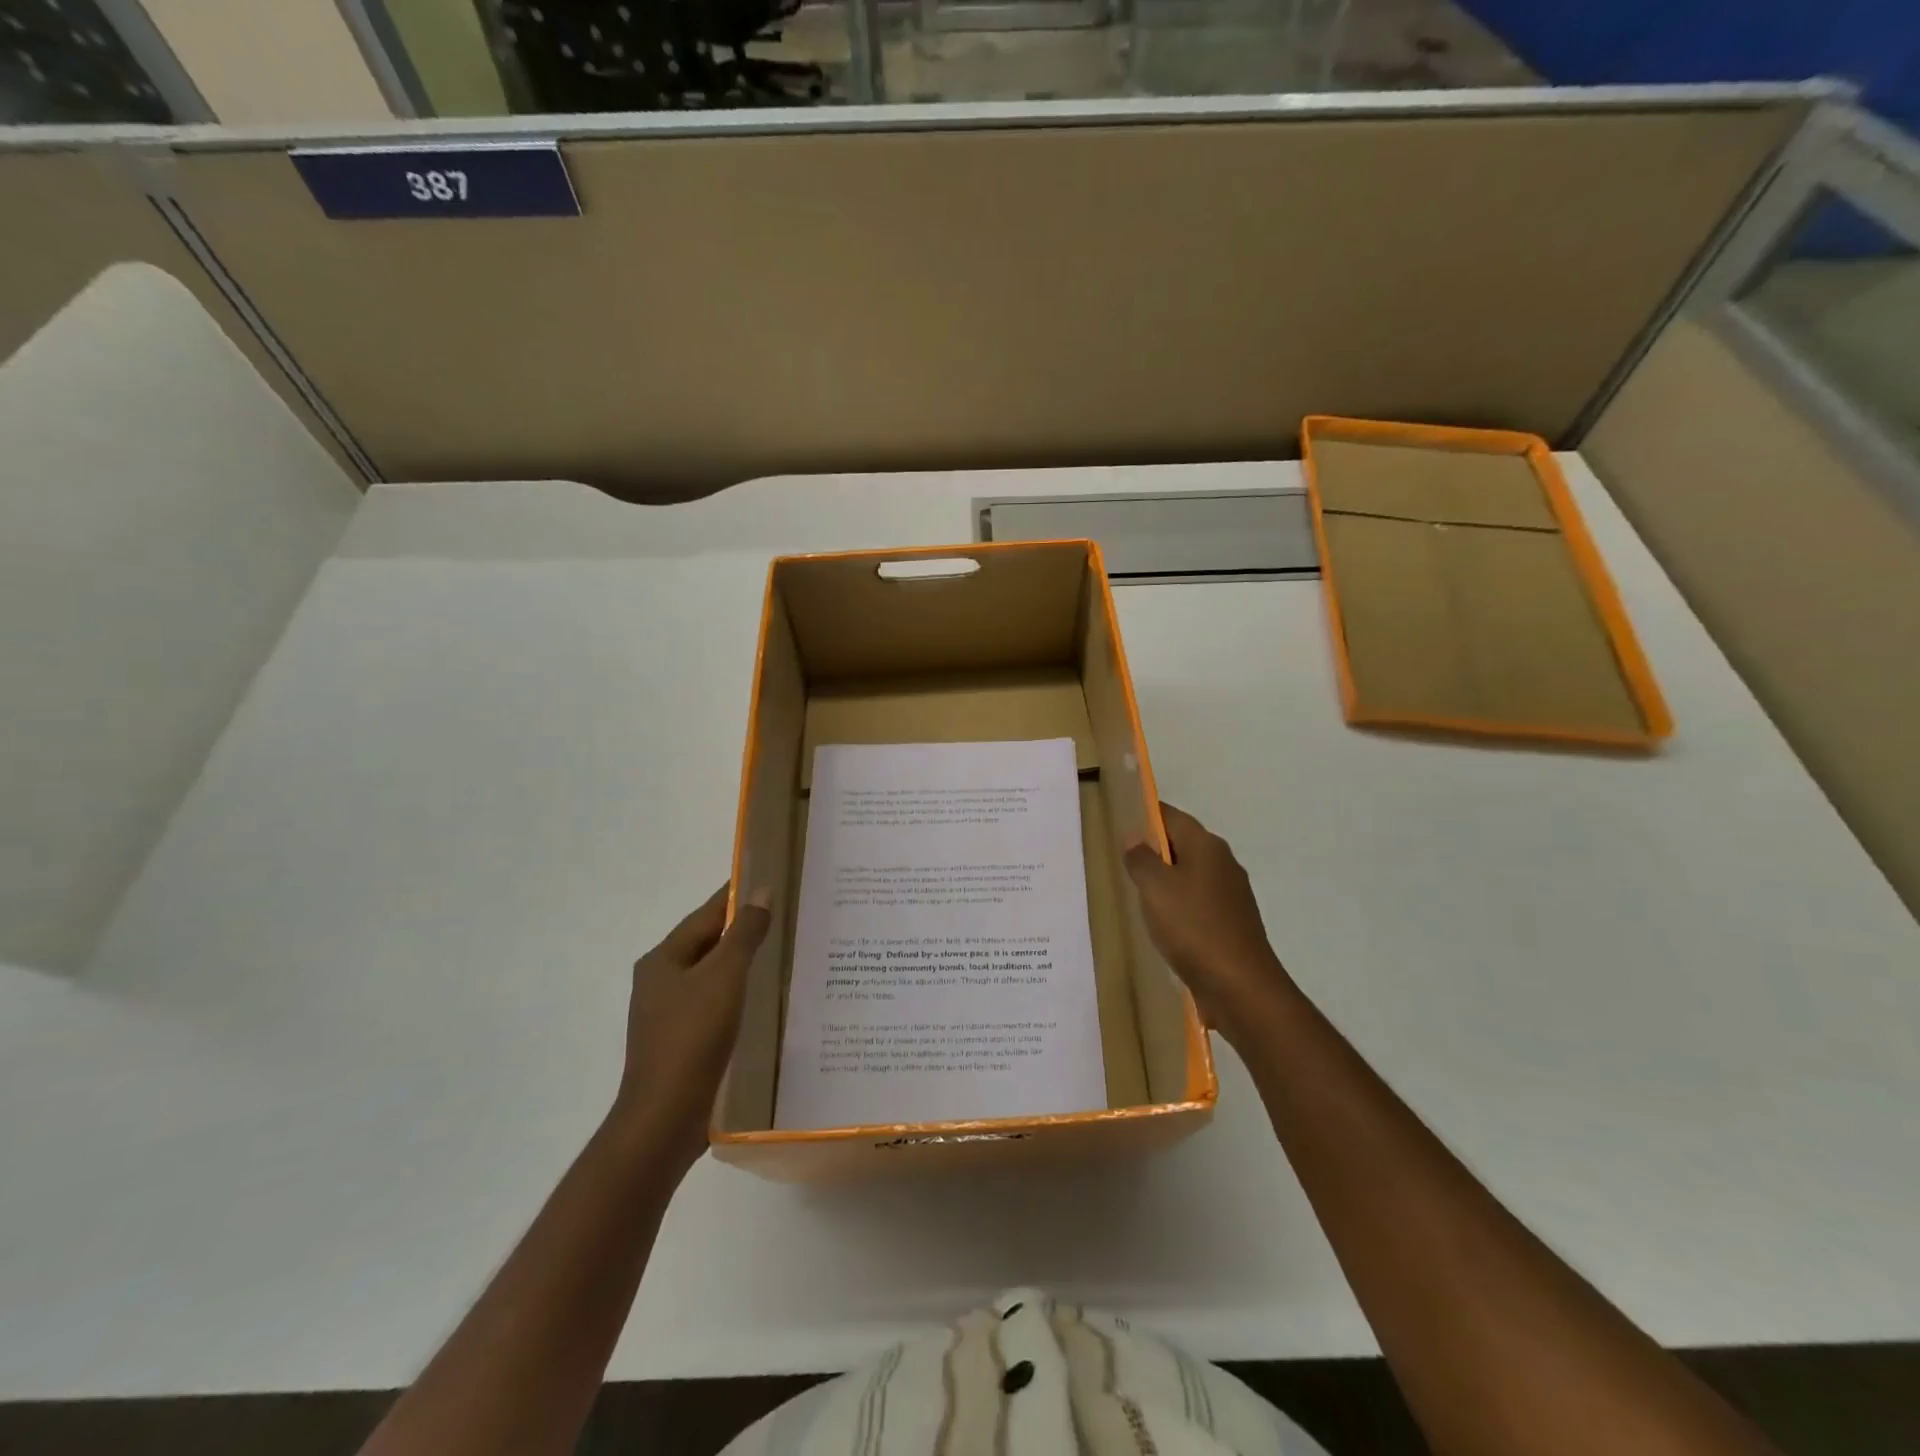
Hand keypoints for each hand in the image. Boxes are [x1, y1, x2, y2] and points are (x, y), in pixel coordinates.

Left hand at [612, 884, 771, 1174]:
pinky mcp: (682, 1041)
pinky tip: (766, 999)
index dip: (738, 895)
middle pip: (708, 943)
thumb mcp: (724, 978)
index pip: (707, 914)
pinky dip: (740, 993)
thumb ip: (745, 933)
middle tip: (787, 914)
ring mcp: (669, 1014)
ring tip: (785, 952)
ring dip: (744, 962)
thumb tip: (762, 890)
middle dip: (744, 928)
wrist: (664, 1120)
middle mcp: (661, 981)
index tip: (769, 877)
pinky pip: (715, 1003)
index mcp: (663, 959)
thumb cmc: (692, 1038)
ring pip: (713, 974)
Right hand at [1124, 802, 1291, 1046]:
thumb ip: (1141, 859)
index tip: (1120, 823)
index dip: (1145, 816)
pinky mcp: (1233, 923)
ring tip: (1135, 893)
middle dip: (1154, 850)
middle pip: (1183, 845)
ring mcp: (1232, 895)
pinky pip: (1199, 903)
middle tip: (1120, 860)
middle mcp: (1224, 863)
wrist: (1241, 987)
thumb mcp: (1155, 888)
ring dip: (1166, 881)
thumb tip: (1134, 836)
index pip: (1171, 816)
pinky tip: (1162, 923)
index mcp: (1207, 846)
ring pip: (1191, 875)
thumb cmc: (1194, 928)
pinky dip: (1179, 906)